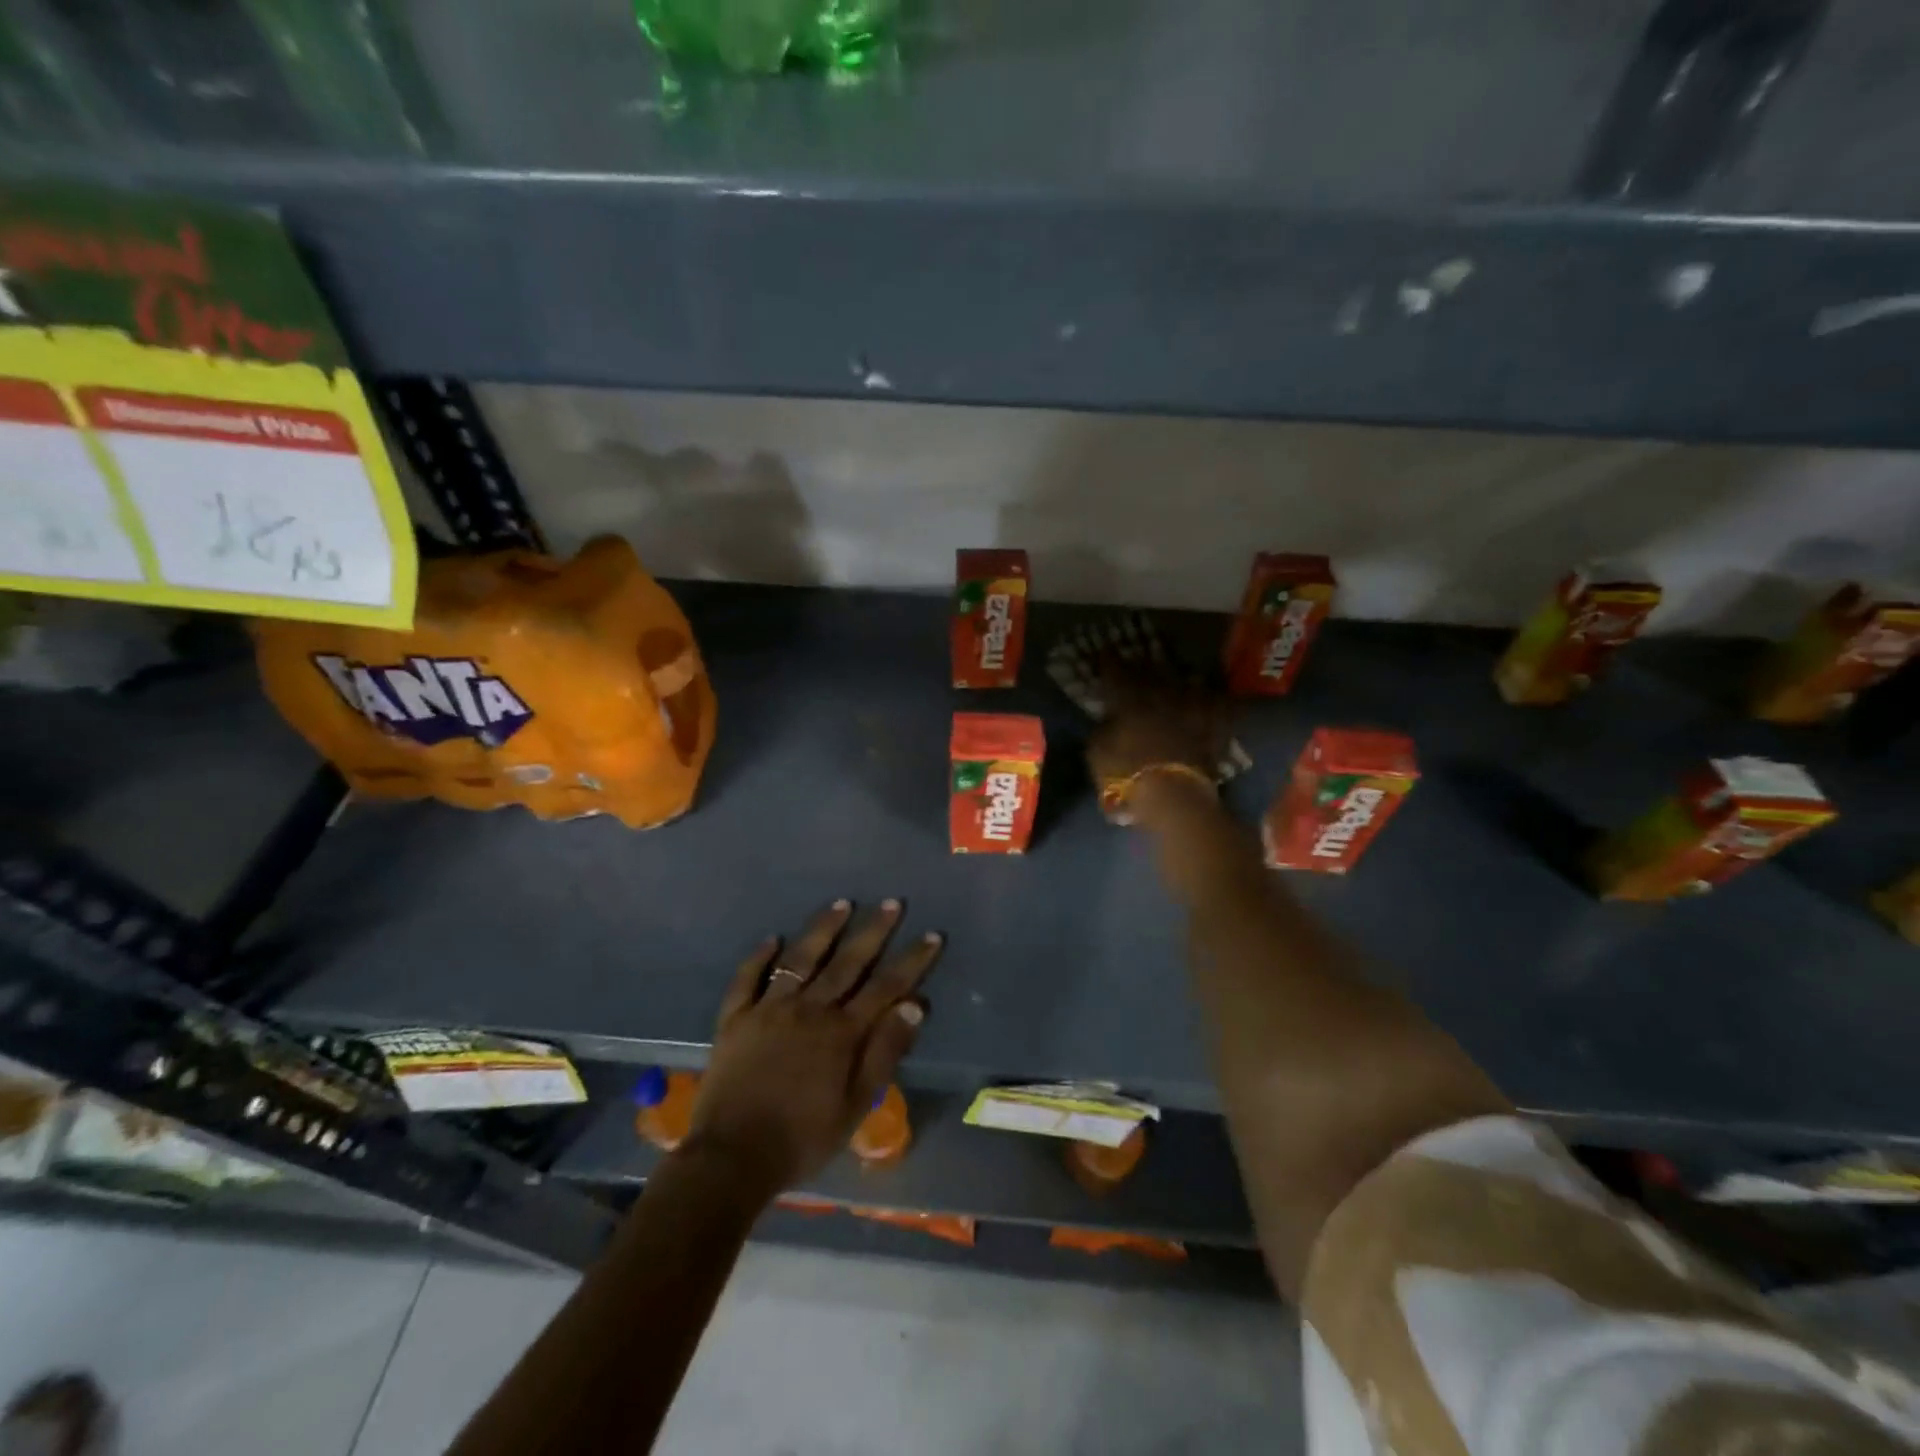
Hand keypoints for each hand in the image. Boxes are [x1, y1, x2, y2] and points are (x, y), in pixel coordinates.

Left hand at [684, 899, 941, 1195]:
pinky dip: (759, 957)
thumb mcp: (855, 1104)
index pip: (886, 987)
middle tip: (891, 903)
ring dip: (823, 929)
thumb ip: (884, 1052)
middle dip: (873, 931)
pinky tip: (771, 939)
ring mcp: (768, 1009)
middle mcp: (808, 1009)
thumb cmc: (802, 1138)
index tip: (931, 935)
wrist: (732, 1158)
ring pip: (800, 958)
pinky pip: (747, 979)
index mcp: (841, 1032)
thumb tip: (915, 1006)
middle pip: (847, 962)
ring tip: (841, 904)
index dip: (911, 961)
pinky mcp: (735, 1018)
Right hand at [1087, 659, 1224, 819]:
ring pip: (1184, 684)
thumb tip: (1108, 718)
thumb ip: (1102, 730)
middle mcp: (1161, 696)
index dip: (1109, 661)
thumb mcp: (1097, 754)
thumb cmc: (1126, 775)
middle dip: (1142, 667)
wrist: (1174, 797)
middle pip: (1151, 673)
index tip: (1105, 653)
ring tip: (1172, 678)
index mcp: (1129, 699)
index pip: (1116, 672)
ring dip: (1176, 679)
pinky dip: (1213, 701)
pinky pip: (1216, 707)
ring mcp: (1190, 710)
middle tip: (1136, 663)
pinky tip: (1212, 697)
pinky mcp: (1212, 728)